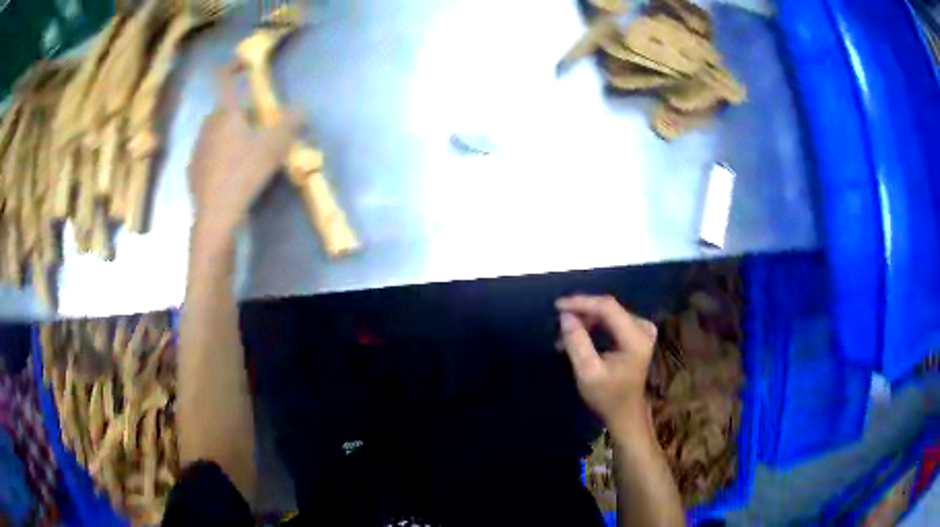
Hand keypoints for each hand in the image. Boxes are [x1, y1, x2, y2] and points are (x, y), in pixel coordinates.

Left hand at [188, 64, 299, 236]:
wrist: (216, 213)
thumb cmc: (244, 172)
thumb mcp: (275, 146)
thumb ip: (290, 123)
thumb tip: (302, 107)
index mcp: (226, 113)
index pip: (225, 79)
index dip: (234, 66)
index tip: (244, 63)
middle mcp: (208, 125)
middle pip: (224, 109)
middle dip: (240, 110)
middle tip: (257, 125)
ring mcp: (198, 148)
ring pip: (216, 131)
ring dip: (229, 133)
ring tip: (245, 150)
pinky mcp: (193, 169)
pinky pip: (209, 152)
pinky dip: (220, 154)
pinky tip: (230, 171)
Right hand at [557, 295, 656, 432]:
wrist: (626, 413)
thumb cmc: (607, 397)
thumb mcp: (587, 373)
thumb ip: (577, 343)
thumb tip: (565, 316)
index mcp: (636, 338)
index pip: (607, 307)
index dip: (582, 303)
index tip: (557, 306)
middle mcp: (643, 328)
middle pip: (608, 309)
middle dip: (581, 314)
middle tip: (558, 326)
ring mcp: (642, 329)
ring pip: (608, 313)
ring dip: (585, 321)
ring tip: (565, 338)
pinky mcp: (637, 333)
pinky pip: (611, 320)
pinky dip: (593, 326)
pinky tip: (579, 337)